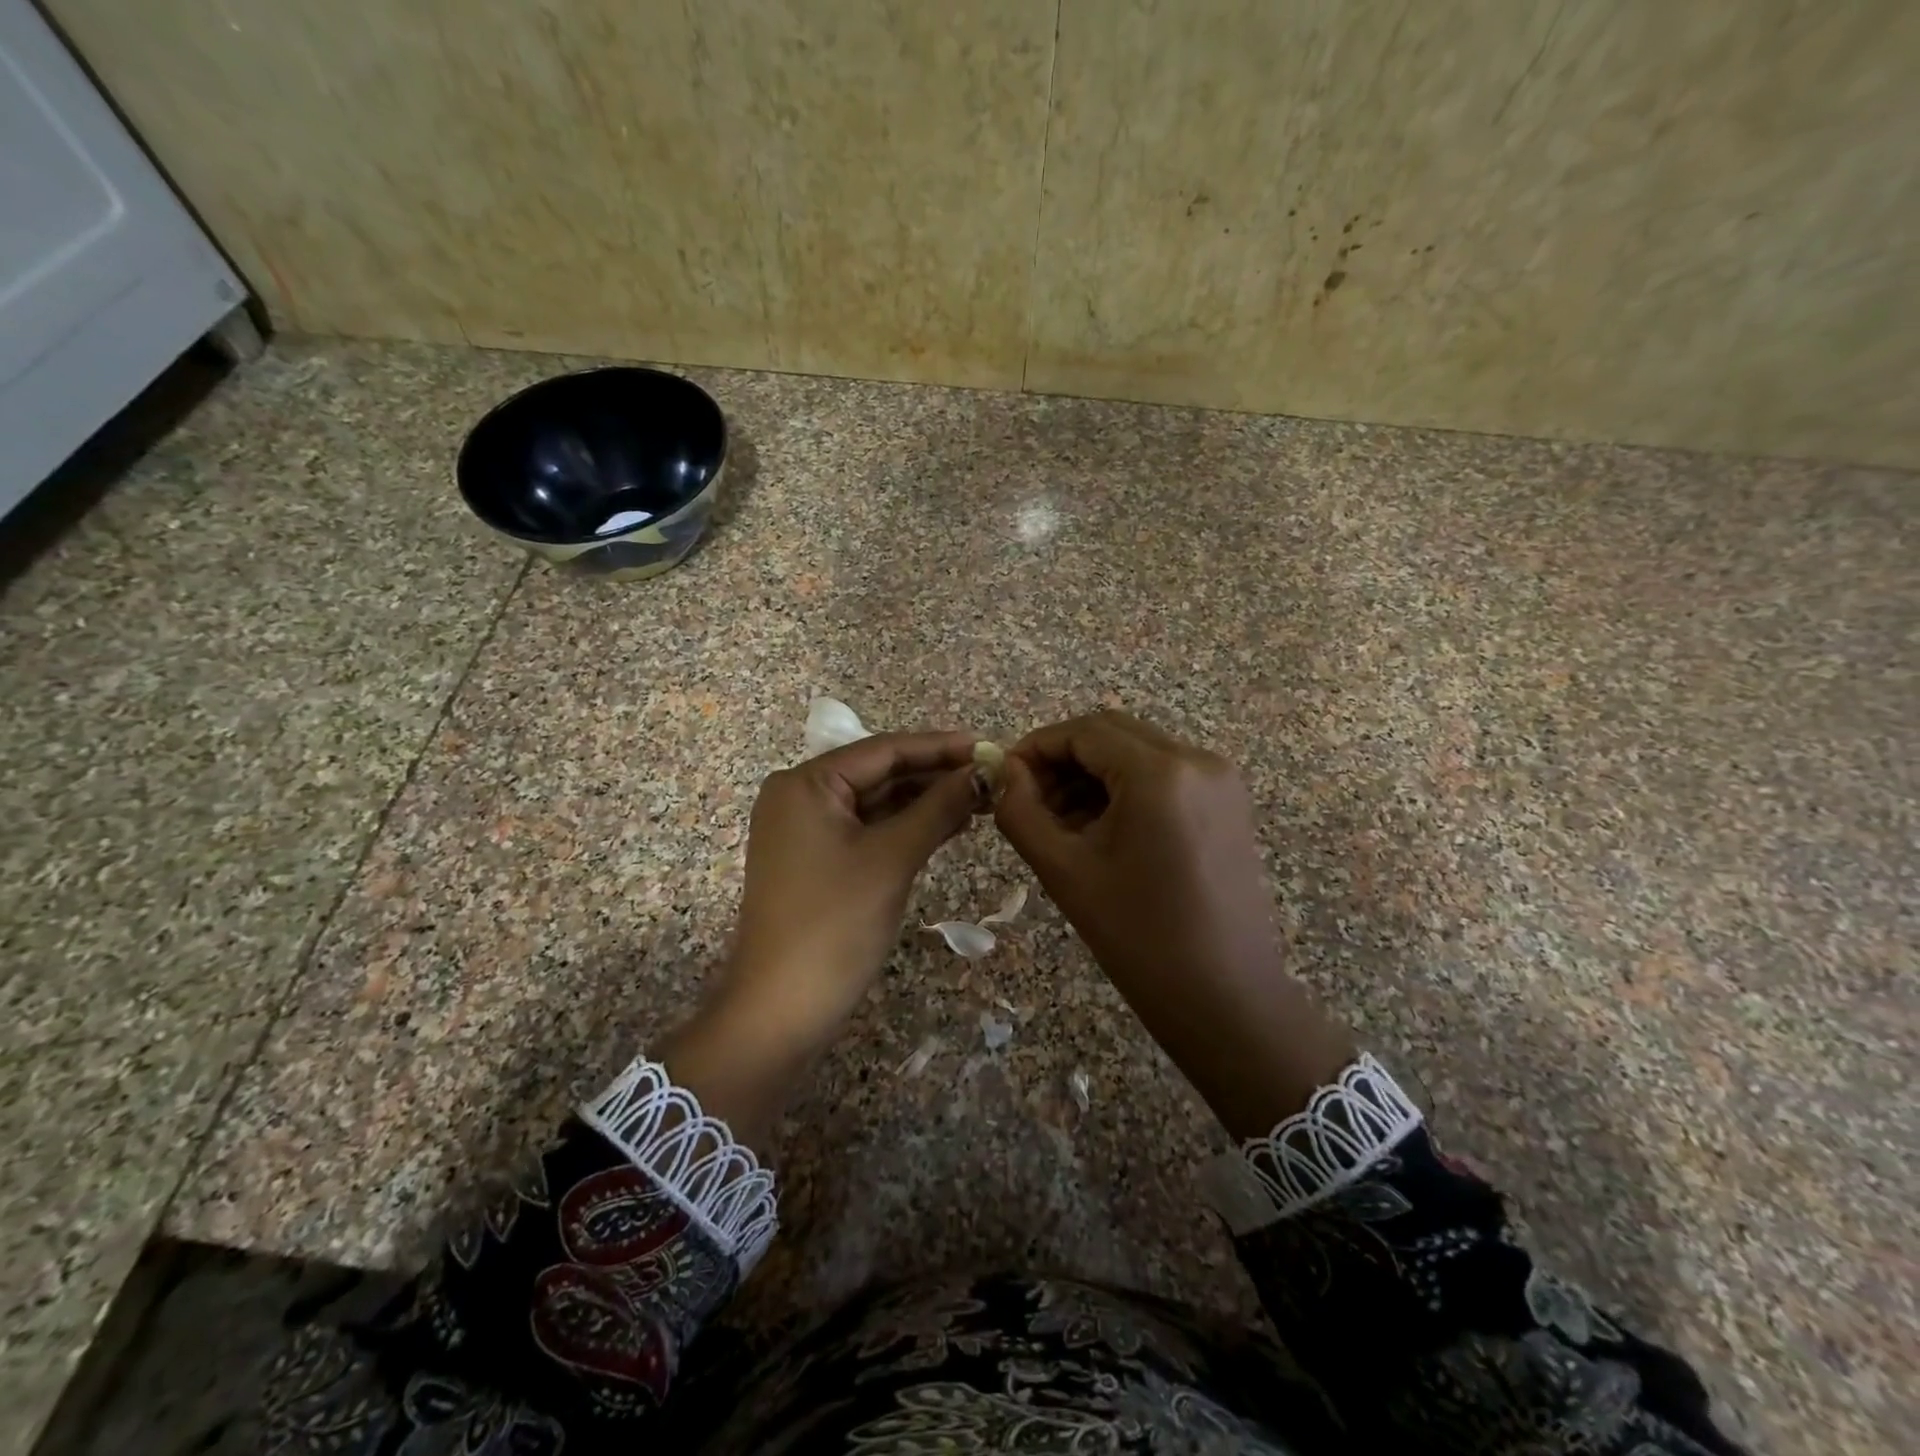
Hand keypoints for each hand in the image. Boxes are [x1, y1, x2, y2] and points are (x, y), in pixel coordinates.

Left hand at [661, 731, 983, 1142]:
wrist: (781, 1009)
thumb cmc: (834, 925)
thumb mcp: (892, 858)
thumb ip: (939, 807)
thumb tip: (983, 772)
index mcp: (806, 783)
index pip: (884, 750)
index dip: (940, 747)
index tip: (989, 747)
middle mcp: (800, 796)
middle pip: (879, 773)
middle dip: (936, 775)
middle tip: (991, 776)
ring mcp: (805, 830)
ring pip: (876, 802)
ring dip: (925, 801)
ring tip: (980, 799)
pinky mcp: (816, 860)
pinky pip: (867, 829)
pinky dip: (906, 827)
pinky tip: (949, 825)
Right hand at [994, 711, 1354, 1137]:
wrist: (1224, 998)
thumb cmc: (1138, 938)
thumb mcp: (1064, 871)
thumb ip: (1021, 811)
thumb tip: (1002, 772)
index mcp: (1160, 772)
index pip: (1084, 731)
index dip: (1036, 747)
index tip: (1004, 777)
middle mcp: (1197, 759)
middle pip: (1112, 734)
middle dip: (1063, 760)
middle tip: (1028, 801)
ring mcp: (1219, 780)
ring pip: (1137, 752)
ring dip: (1092, 775)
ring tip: (1059, 823)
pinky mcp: (1227, 803)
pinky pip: (1163, 775)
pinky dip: (1125, 789)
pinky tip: (1100, 830)